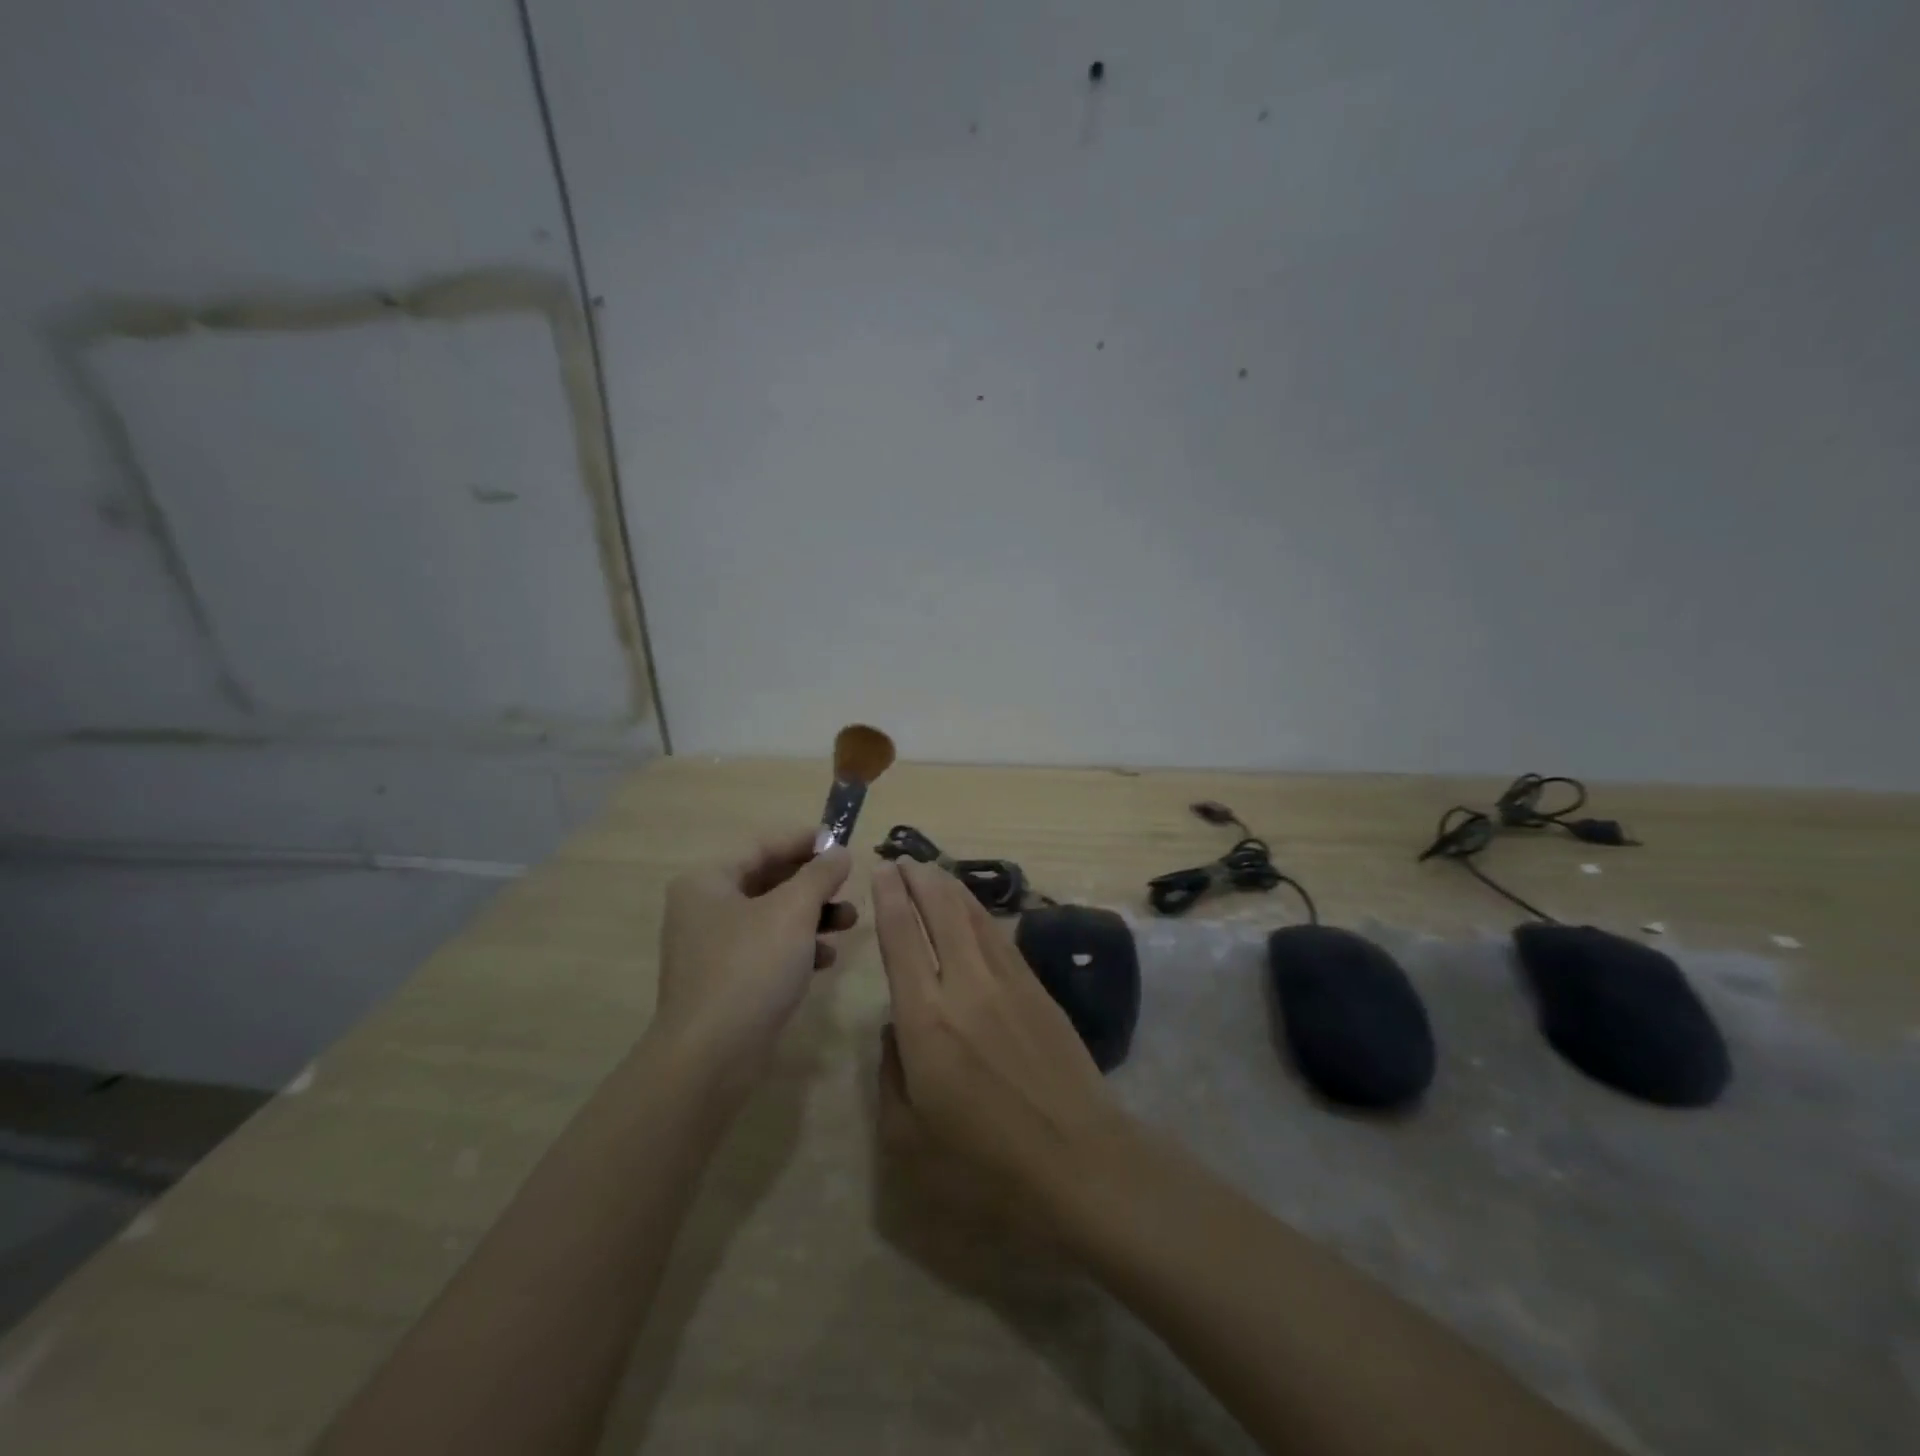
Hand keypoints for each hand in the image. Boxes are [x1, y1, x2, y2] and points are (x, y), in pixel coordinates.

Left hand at [653, 829, 854, 1086]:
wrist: (710, 1058)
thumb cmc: (750, 968)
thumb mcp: (793, 911)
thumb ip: (820, 874)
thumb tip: (839, 850)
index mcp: (708, 881)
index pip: (763, 846)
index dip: (805, 841)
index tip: (842, 841)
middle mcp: (704, 909)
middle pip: (769, 881)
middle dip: (814, 884)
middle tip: (849, 885)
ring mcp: (712, 948)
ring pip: (772, 917)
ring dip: (812, 916)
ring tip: (849, 922)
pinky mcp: (725, 982)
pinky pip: (767, 950)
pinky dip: (797, 948)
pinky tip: (826, 960)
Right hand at [872, 859, 1120, 1196]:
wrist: (1079, 1160)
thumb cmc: (984, 1163)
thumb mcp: (908, 1137)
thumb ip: (890, 1074)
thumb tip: (895, 1027)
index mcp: (925, 1020)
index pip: (901, 940)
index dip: (890, 900)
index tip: (881, 870)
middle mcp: (964, 986)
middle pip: (939, 913)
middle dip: (919, 880)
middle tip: (904, 859)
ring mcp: (1006, 982)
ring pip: (973, 917)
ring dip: (949, 888)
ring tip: (933, 870)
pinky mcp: (1037, 988)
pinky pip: (1000, 936)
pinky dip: (980, 913)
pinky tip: (973, 908)